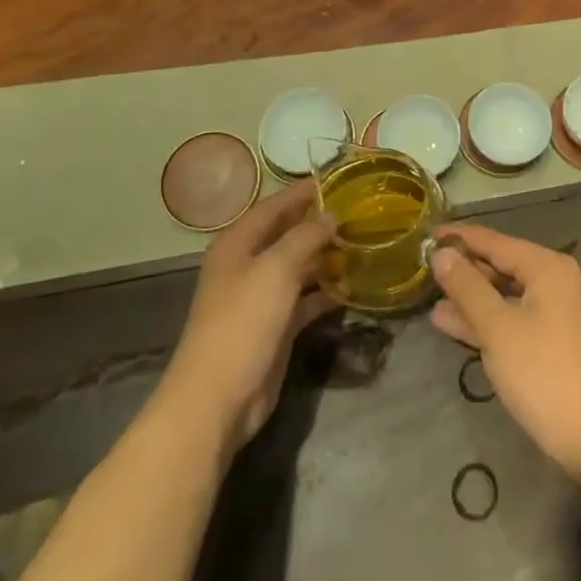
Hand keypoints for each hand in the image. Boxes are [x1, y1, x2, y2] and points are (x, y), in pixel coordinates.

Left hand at [157, 183, 339, 452]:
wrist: (218, 399)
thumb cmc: (242, 322)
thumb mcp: (276, 270)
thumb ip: (305, 237)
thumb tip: (331, 215)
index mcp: (238, 244)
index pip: (273, 206)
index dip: (301, 192)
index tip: (336, 180)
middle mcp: (248, 266)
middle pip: (286, 235)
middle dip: (318, 224)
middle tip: (358, 212)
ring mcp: (261, 298)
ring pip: (298, 267)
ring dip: (325, 257)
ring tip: (362, 243)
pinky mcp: (275, 327)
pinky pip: (305, 299)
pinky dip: (326, 292)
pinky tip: (352, 285)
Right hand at [428, 223, 580, 485]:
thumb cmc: (544, 373)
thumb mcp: (498, 328)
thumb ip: (467, 288)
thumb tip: (441, 253)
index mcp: (545, 266)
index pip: (493, 241)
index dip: (458, 238)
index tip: (424, 234)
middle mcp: (551, 280)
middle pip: (498, 265)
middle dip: (461, 269)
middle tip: (420, 268)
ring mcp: (551, 311)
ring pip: (501, 294)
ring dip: (467, 297)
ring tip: (426, 296)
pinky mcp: (547, 340)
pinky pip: (508, 317)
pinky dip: (482, 319)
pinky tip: (448, 322)